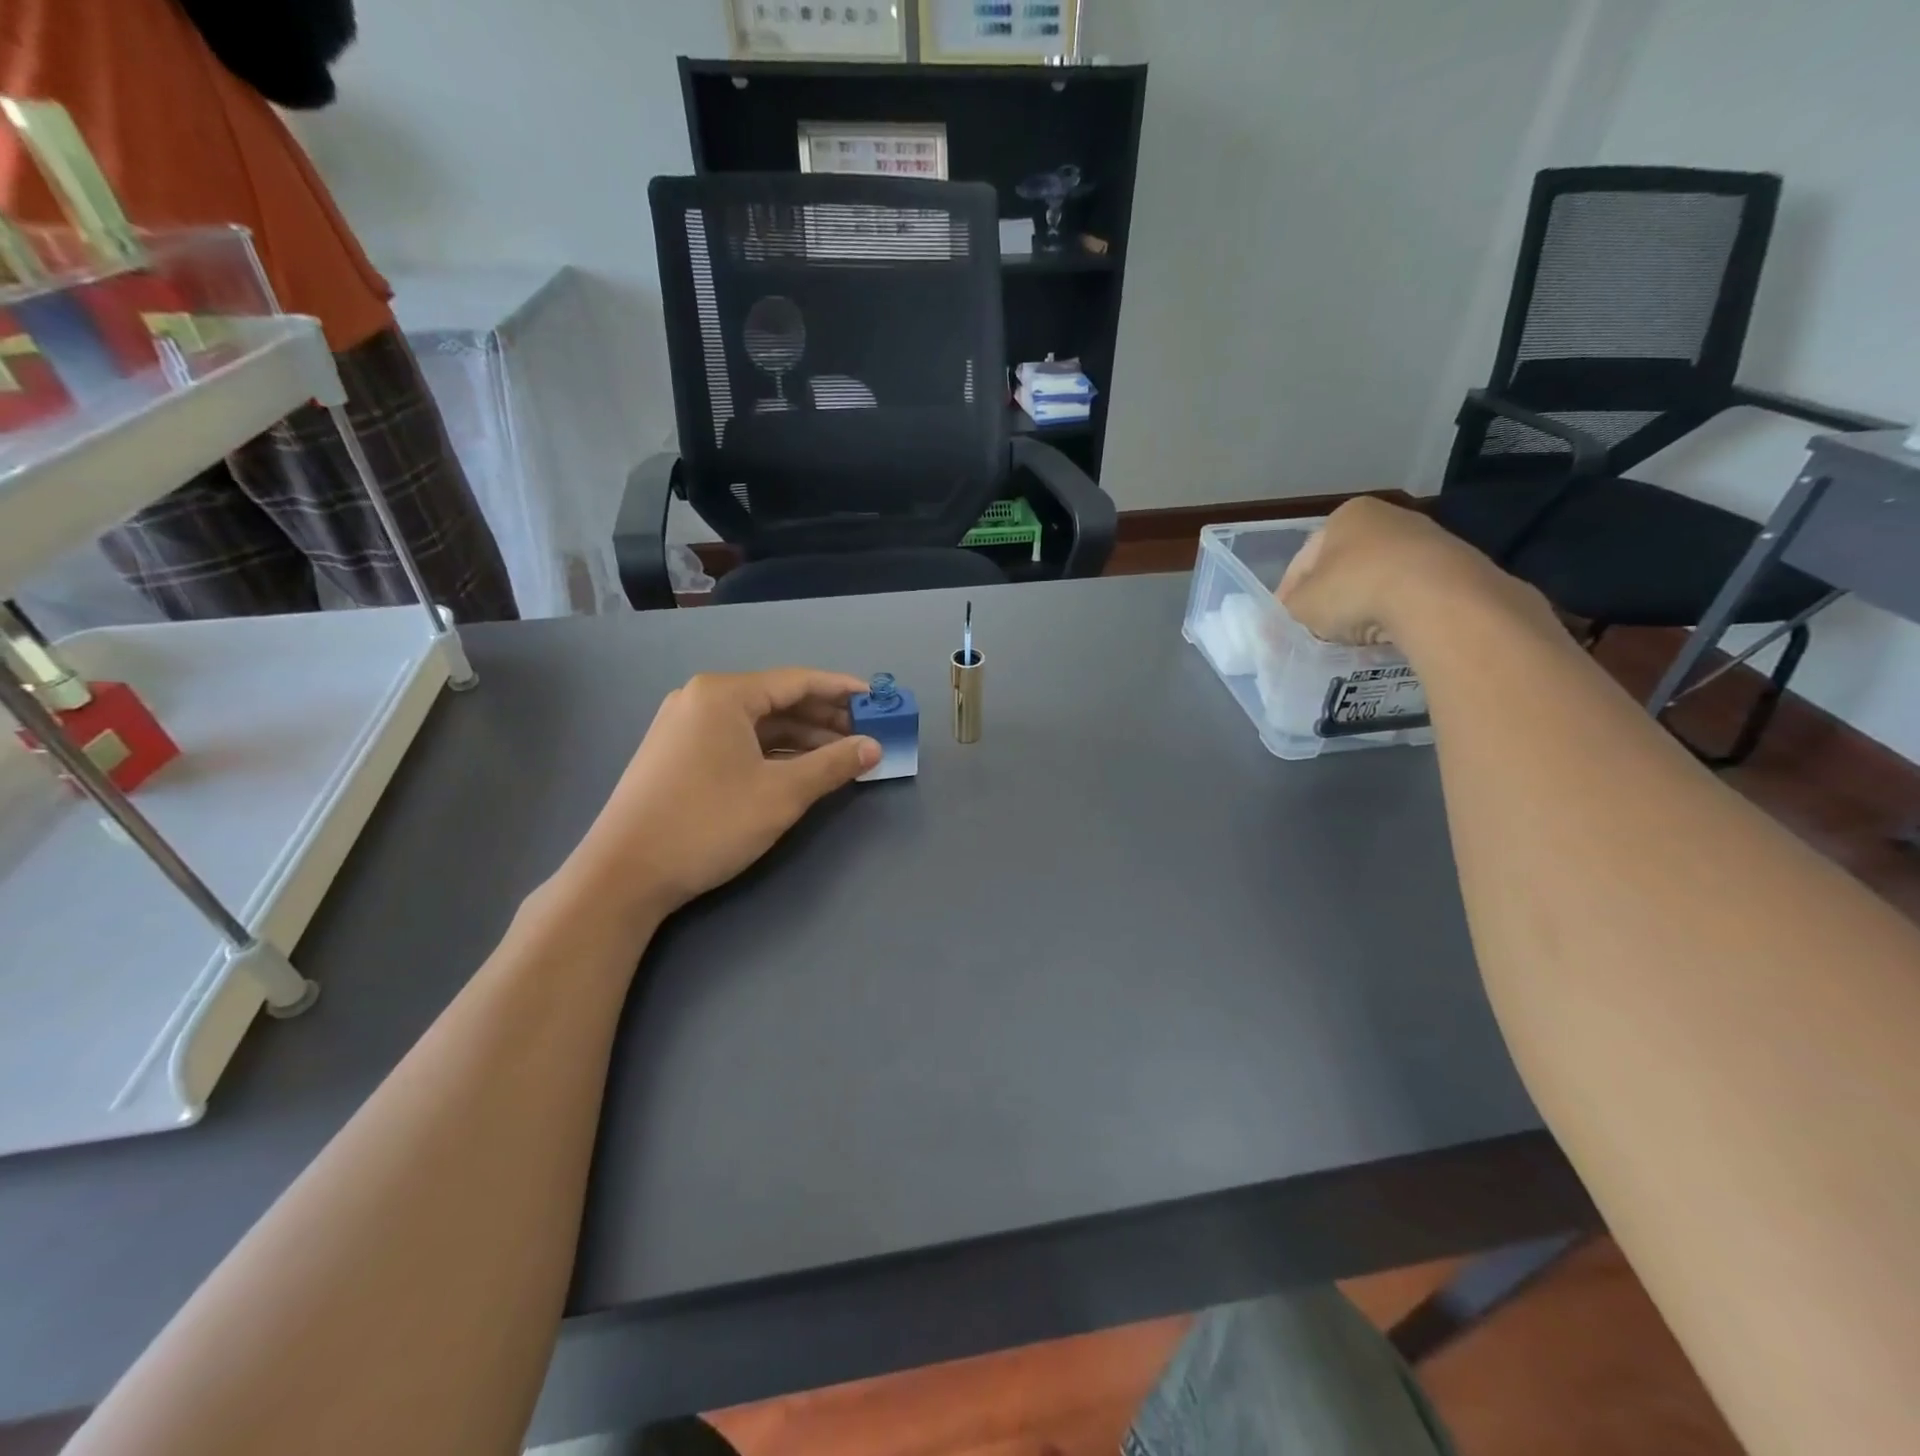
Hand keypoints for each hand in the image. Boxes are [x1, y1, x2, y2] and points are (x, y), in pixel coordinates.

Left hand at [557, 668, 880, 925]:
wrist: (624, 874)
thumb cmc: (708, 823)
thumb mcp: (781, 794)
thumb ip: (832, 765)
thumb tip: (873, 747)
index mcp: (724, 694)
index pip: (797, 681)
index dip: (842, 691)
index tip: (878, 701)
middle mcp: (701, 699)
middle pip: (777, 701)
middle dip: (824, 718)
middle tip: (866, 735)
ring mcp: (685, 727)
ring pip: (757, 724)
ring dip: (801, 739)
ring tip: (841, 756)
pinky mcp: (678, 754)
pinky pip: (737, 741)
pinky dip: (772, 753)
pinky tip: (799, 770)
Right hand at [1277, 497, 1542, 645]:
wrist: (1437, 596)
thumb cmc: (1355, 588)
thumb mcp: (1302, 605)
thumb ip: (1286, 612)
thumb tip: (1277, 626)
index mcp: (1344, 516)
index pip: (1302, 561)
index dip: (1287, 596)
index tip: (1282, 625)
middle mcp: (1385, 517)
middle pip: (1343, 567)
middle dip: (1329, 599)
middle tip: (1316, 632)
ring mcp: (1425, 538)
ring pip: (1377, 579)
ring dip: (1362, 605)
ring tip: (1352, 638)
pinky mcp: (1453, 565)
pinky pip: (1409, 592)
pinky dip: (1394, 611)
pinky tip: (1387, 634)